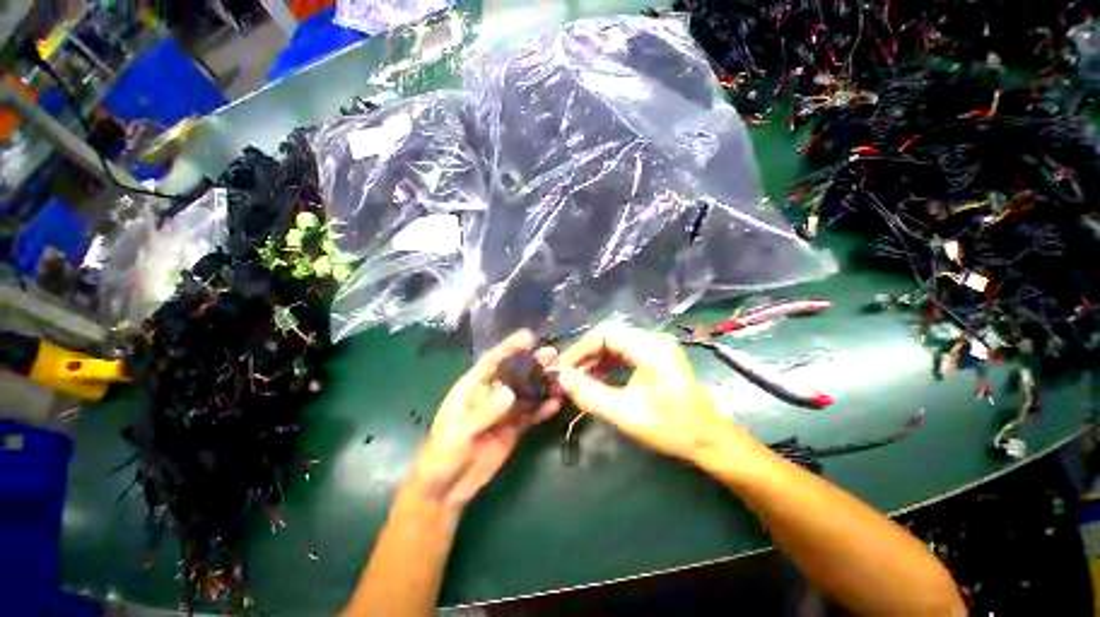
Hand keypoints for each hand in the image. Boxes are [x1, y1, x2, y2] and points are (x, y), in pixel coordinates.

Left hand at [402, 330, 560, 510]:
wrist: (446, 489)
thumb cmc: (442, 455)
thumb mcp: (459, 433)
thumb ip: (484, 412)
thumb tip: (510, 392)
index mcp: (472, 388)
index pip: (492, 362)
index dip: (509, 347)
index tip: (528, 336)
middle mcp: (490, 394)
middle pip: (514, 374)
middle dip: (533, 363)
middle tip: (553, 355)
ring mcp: (504, 411)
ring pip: (526, 393)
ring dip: (542, 384)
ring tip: (561, 378)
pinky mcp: (513, 427)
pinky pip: (531, 414)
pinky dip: (543, 409)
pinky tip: (556, 404)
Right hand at [557, 323, 763, 464]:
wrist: (709, 440)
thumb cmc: (671, 427)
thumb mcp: (626, 412)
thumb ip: (590, 393)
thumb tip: (561, 378)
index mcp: (649, 346)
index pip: (604, 334)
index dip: (579, 349)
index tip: (562, 368)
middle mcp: (652, 339)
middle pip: (608, 337)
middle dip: (585, 356)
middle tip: (567, 375)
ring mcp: (655, 347)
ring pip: (614, 345)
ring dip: (595, 361)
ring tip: (578, 380)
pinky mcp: (655, 358)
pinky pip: (624, 354)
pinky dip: (607, 366)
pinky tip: (596, 380)